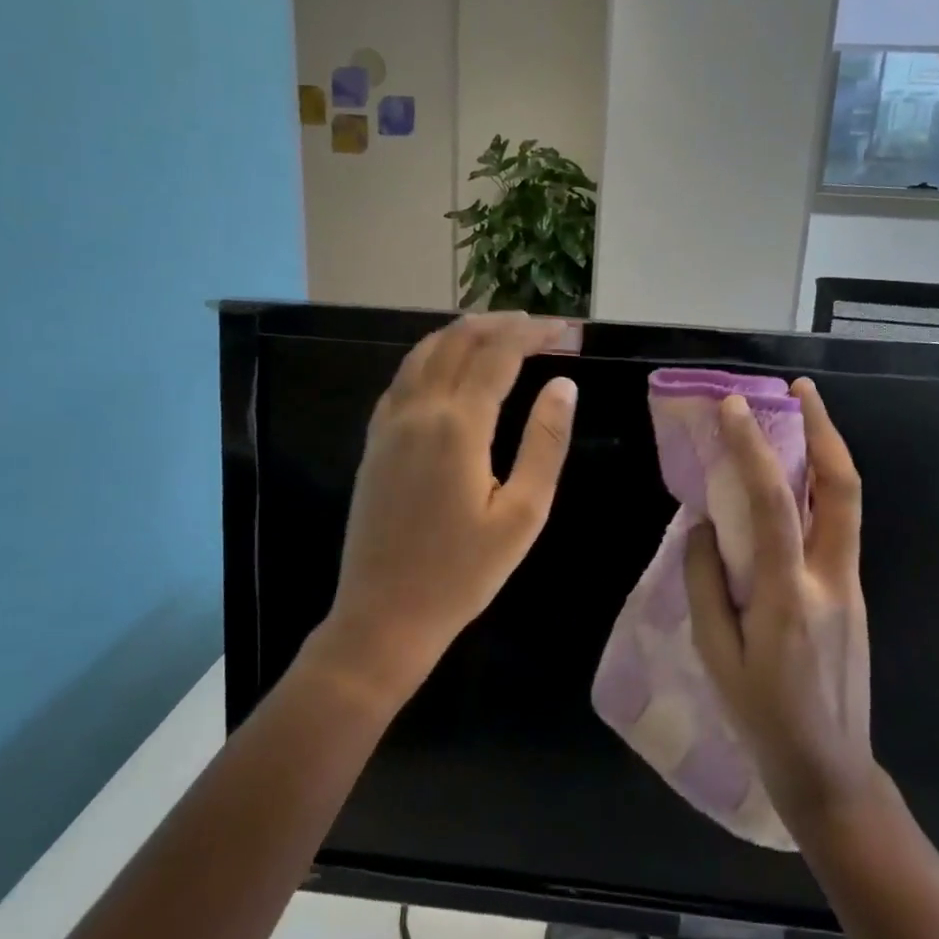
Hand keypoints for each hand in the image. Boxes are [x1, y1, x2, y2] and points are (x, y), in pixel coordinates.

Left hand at [309, 312, 578, 707]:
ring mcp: (389, 424)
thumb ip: (545, 443)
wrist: (385, 614)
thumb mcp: (523, 514)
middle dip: (499, 324)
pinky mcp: (374, 441)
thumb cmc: (463, 572)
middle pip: (457, 341)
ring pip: (423, 353)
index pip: (498, 354)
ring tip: (497, 332)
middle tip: (536, 326)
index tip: (564, 329)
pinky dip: (430, 356)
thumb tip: (563, 385)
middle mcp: (418, 410)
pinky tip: (447, 367)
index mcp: (458, 425)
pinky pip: (402, 378)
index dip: (532, 333)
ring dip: (461, 333)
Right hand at [685, 379, 877, 833]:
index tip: (732, 407)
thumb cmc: (763, 718)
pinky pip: (838, 527)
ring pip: (847, 503)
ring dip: (827, 452)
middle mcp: (831, 578)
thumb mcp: (716, 655)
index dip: (752, 449)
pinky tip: (792, 484)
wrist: (832, 771)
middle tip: (800, 390)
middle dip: (824, 430)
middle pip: (842, 488)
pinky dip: (819, 489)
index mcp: (789, 595)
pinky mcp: (853, 594)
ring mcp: (850, 585)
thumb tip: (704, 527)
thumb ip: (706, 583)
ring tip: (801, 417)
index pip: (772, 504)